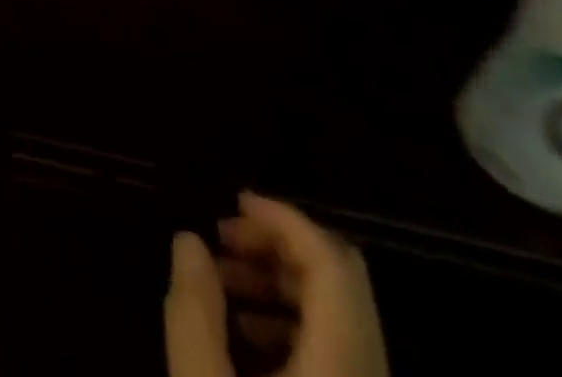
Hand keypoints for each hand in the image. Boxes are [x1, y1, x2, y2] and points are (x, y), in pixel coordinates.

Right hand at [166, 192, 388, 376]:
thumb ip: (195, 311)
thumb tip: (189, 239)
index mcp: (345, 363)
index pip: (332, 262)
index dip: (285, 219)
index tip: (233, 202)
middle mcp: (371, 373)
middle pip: (339, 281)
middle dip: (276, 246)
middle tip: (221, 240)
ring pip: (339, 315)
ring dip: (279, 283)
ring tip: (221, 284)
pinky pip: (338, 351)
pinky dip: (292, 323)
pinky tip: (243, 337)